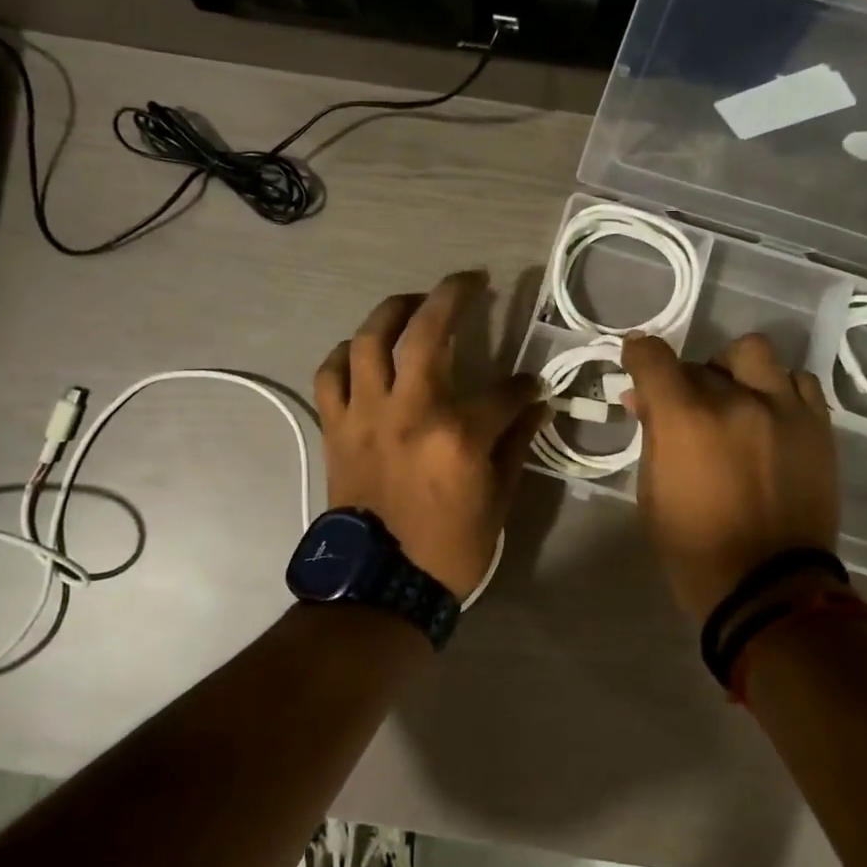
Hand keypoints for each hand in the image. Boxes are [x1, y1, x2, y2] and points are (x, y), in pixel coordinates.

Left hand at [315, 272, 545, 599]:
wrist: (380, 586)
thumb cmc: (449, 548)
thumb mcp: (499, 500)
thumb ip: (516, 442)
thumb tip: (535, 402)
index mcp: (458, 434)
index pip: (503, 391)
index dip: (523, 386)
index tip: (529, 387)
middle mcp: (409, 410)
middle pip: (427, 332)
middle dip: (452, 295)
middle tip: (470, 280)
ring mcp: (365, 415)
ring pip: (368, 340)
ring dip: (393, 310)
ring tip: (412, 303)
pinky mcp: (336, 427)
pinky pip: (330, 374)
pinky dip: (344, 354)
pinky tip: (361, 351)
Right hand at [622, 332, 841, 623]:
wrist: (769, 588)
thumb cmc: (694, 547)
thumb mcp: (652, 492)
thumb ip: (651, 436)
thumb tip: (643, 399)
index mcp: (685, 420)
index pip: (652, 356)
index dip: (638, 354)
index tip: (637, 362)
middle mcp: (735, 401)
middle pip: (699, 362)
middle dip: (683, 381)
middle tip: (685, 410)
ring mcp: (783, 409)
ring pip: (753, 353)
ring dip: (734, 370)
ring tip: (734, 400)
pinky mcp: (817, 427)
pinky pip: (798, 381)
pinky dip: (777, 388)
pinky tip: (769, 414)